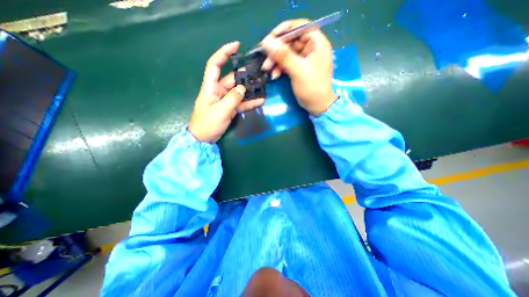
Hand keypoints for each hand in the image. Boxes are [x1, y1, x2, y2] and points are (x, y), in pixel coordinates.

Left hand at [189, 40, 265, 142]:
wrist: (203, 139)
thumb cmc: (207, 124)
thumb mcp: (220, 111)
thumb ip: (232, 99)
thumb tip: (243, 89)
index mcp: (210, 87)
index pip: (215, 65)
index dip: (224, 53)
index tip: (236, 46)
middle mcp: (218, 91)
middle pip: (232, 79)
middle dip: (245, 76)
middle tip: (259, 74)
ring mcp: (225, 100)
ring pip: (238, 92)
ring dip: (249, 90)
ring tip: (262, 87)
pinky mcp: (229, 108)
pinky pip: (241, 103)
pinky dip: (249, 102)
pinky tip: (259, 101)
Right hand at [260, 19, 333, 114]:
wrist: (318, 106)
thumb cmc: (312, 88)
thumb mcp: (297, 71)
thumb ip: (283, 56)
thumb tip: (266, 42)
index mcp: (316, 43)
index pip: (299, 27)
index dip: (283, 31)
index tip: (269, 40)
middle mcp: (311, 48)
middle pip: (290, 41)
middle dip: (276, 51)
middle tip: (265, 60)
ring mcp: (305, 59)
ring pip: (287, 53)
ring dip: (276, 61)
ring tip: (267, 69)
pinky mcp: (300, 68)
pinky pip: (288, 63)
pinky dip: (280, 68)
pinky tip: (274, 75)